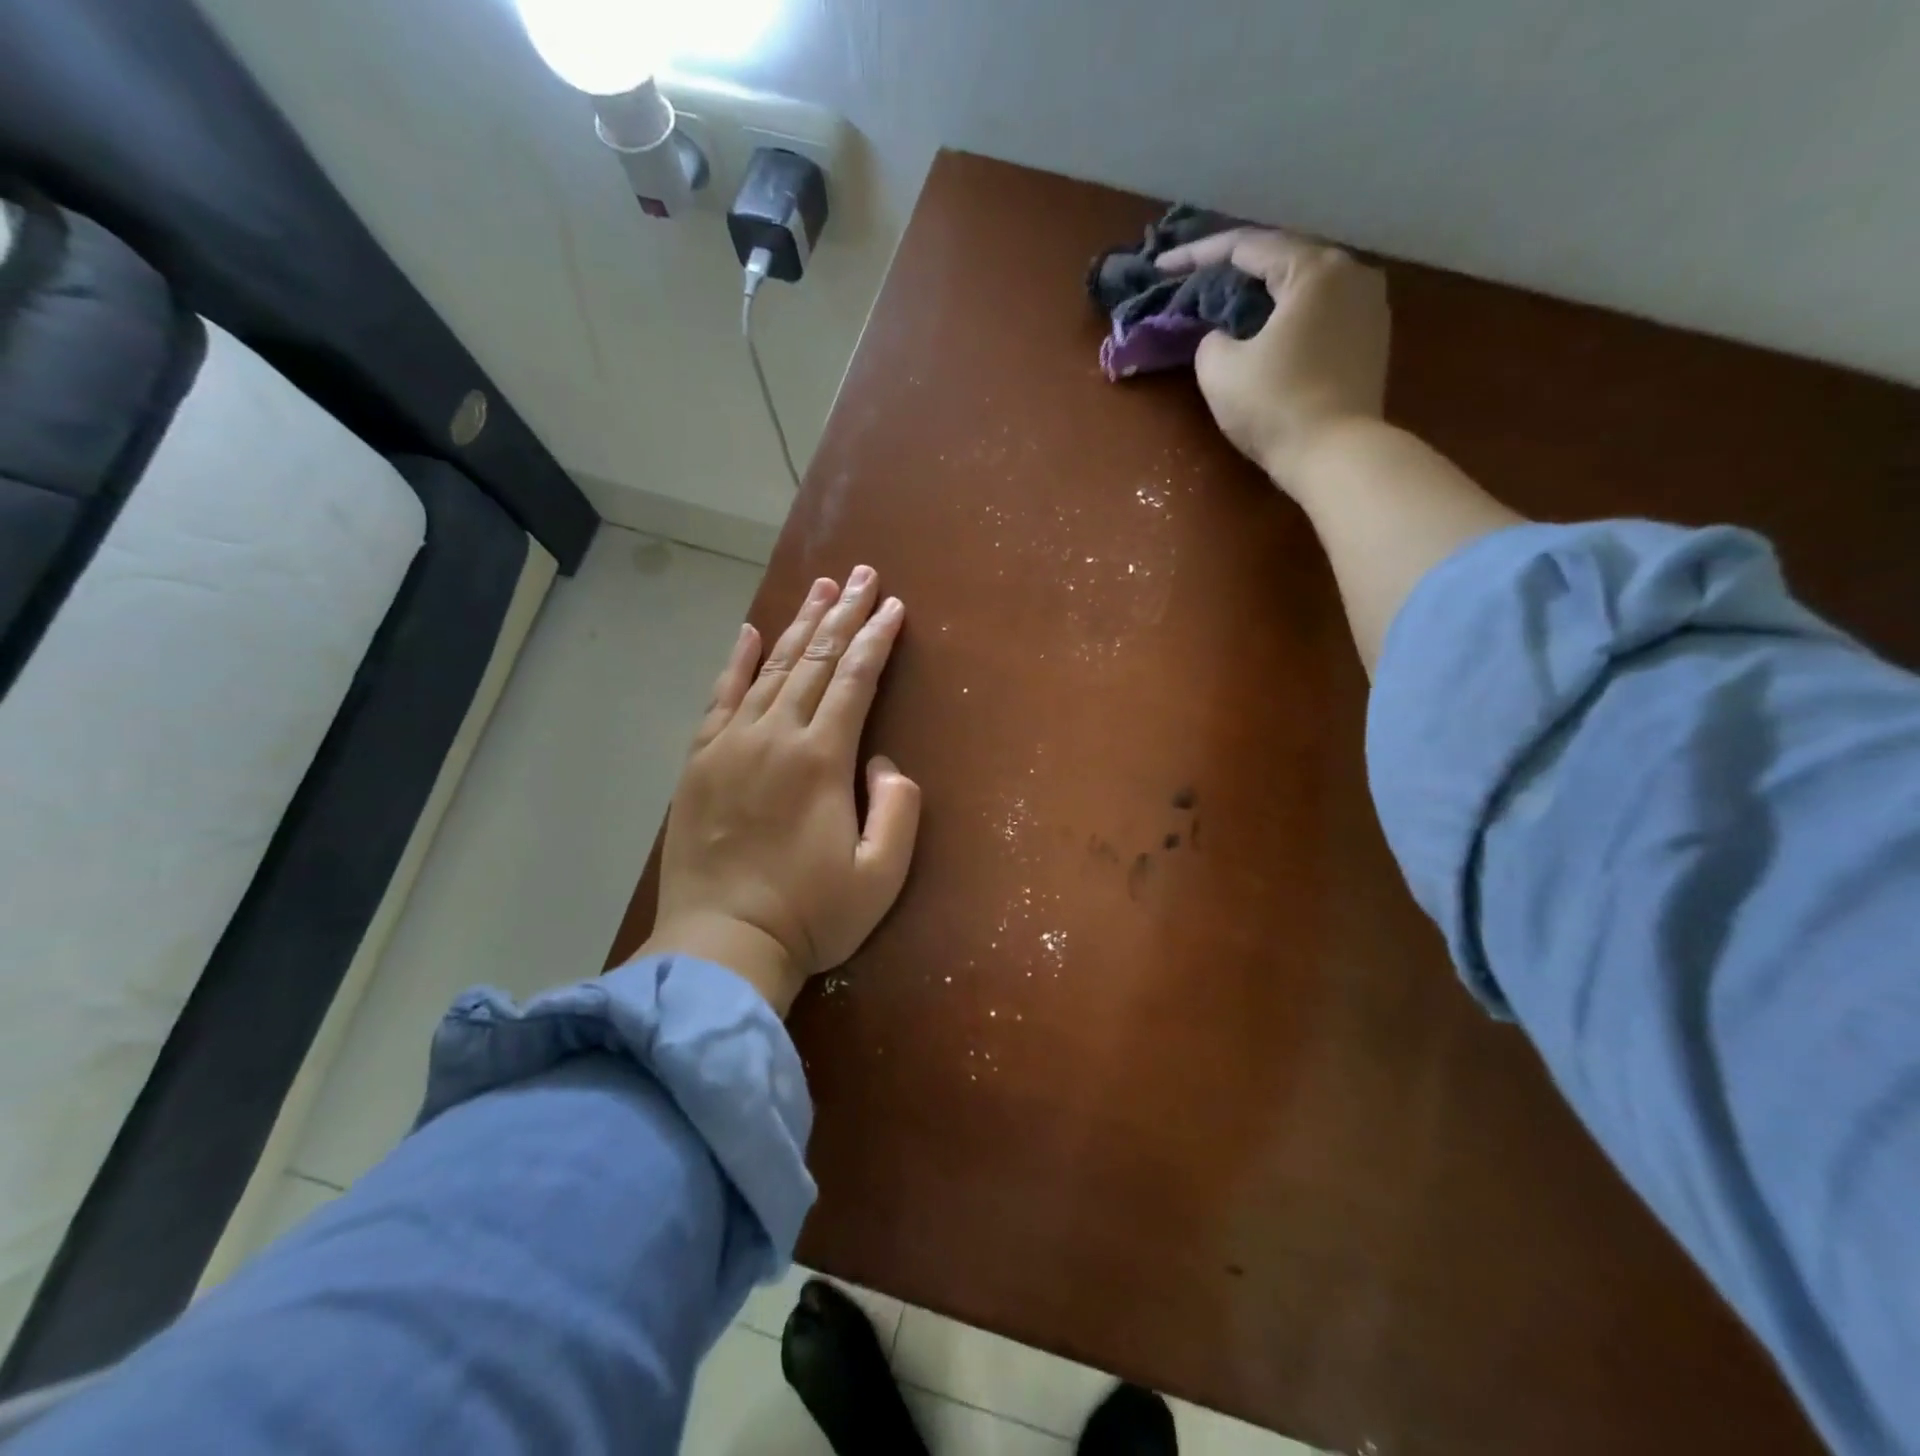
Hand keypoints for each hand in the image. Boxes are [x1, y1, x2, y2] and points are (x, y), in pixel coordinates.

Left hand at [638, 568, 920, 1015]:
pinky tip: (750, 632)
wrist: (721, 945)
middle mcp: (774, 736)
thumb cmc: (811, 915)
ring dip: (798, 625)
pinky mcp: (700, 761)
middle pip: (815, 660)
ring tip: (819, 588)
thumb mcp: (881, 874)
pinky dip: (738, 661)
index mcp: (821, 759)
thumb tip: (883, 761)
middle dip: (843, 614)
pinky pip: (720, 697)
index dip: (876, 639)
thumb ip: (898, 809)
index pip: (855, 680)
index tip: (892, 606)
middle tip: (861, 574)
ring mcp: (731, 745)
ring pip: (771, 668)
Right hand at [1158, 228, 1388, 493]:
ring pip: (1304, 288)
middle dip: (1236, 272)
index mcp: (1313, 269)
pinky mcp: (1372, 341)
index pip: (1247, 247)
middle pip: (1282, 260)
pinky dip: (1290, 317)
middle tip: (1197, 283)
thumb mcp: (1219, 370)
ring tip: (1231, 307)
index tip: (1163, 266)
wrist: (1336, 455)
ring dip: (1265, 295)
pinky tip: (1268, 333)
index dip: (1198, 255)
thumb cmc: (1274, 406)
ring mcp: (1369, 306)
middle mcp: (1351, 273)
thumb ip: (1210, 340)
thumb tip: (1222, 336)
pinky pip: (1322, 314)